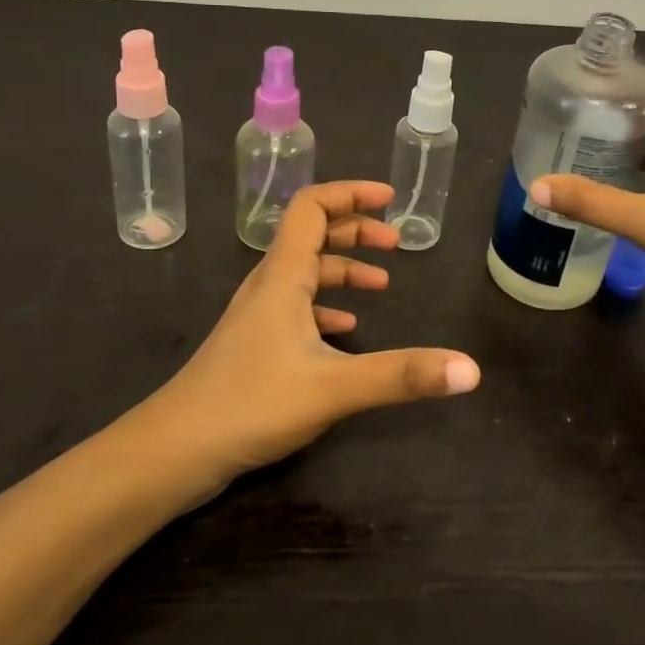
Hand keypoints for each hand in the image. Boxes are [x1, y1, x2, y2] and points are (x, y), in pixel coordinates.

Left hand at [146, 181, 480, 487]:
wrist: (173, 451)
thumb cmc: (250, 403)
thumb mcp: (335, 387)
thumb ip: (402, 375)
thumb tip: (471, 369)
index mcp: (283, 276)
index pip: (312, 207)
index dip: (350, 194)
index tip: (389, 199)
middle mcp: (268, 285)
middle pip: (311, 236)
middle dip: (355, 231)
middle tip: (395, 244)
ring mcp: (257, 316)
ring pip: (304, 274)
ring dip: (342, 270)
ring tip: (380, 285)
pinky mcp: (254, 345)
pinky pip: (295, 309)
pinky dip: (325, 307)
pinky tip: (345, 332)